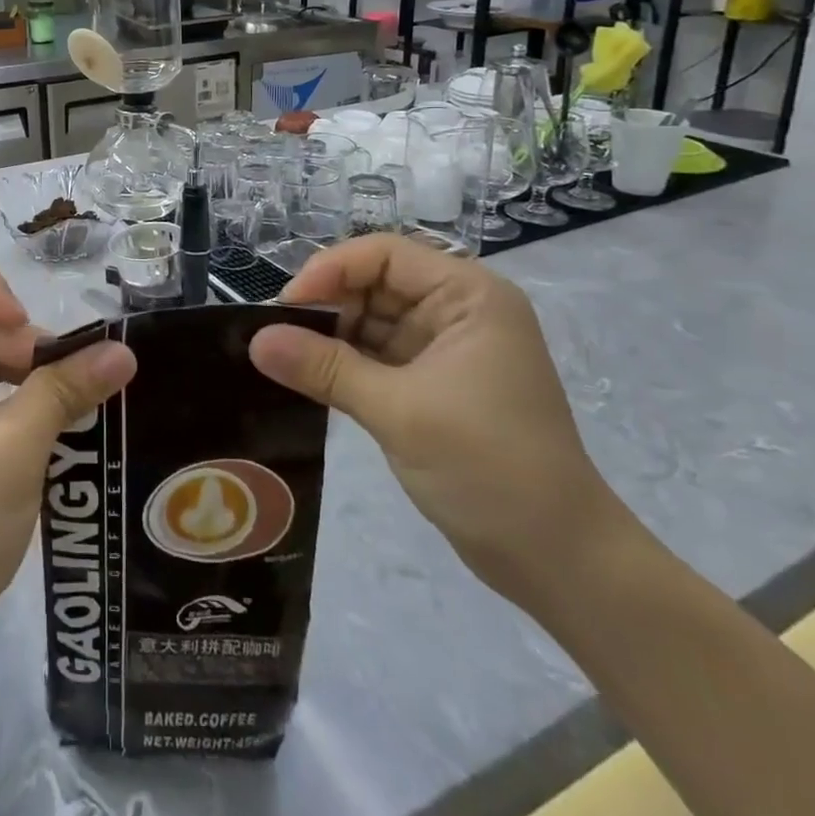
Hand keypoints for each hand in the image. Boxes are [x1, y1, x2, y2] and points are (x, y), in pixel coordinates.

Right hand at [248, 235, 626, 601]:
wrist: (559, 561)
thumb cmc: (490, 468)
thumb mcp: (400, 411)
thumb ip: (325, 369)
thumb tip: (256, 340)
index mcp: (468, 296)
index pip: (384, 254)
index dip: (331, 270)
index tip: (285, 307)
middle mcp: (457, 310)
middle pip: (374, 283)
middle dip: (326, 306)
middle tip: (276, 337)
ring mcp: (445, 349)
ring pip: (371, 321)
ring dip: (329, 337)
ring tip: (283, 357)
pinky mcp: (433, 384)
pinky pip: (376, 357)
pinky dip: (344, 365)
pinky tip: (308, 378)